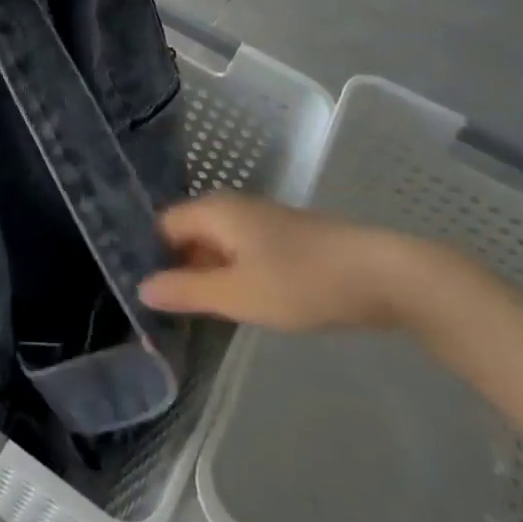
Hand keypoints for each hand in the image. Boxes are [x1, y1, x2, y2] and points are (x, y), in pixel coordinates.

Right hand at [138, 193, 433, 332]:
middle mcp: (231, 207)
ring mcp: (259, 221)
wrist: (381, 275)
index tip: (141, 293)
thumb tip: (141, 287)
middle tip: (163, 312)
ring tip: (194, 315)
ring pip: (215, 245)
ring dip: (204, 274)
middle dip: (175, 268)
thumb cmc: (301, 281)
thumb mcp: (237, 294)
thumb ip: (186, 291)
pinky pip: (239, 252)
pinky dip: (230, 274)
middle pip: (187, 234)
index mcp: (214, 211)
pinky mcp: (282, 238)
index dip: (149, 256)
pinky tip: (234, 304)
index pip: (162, 226)